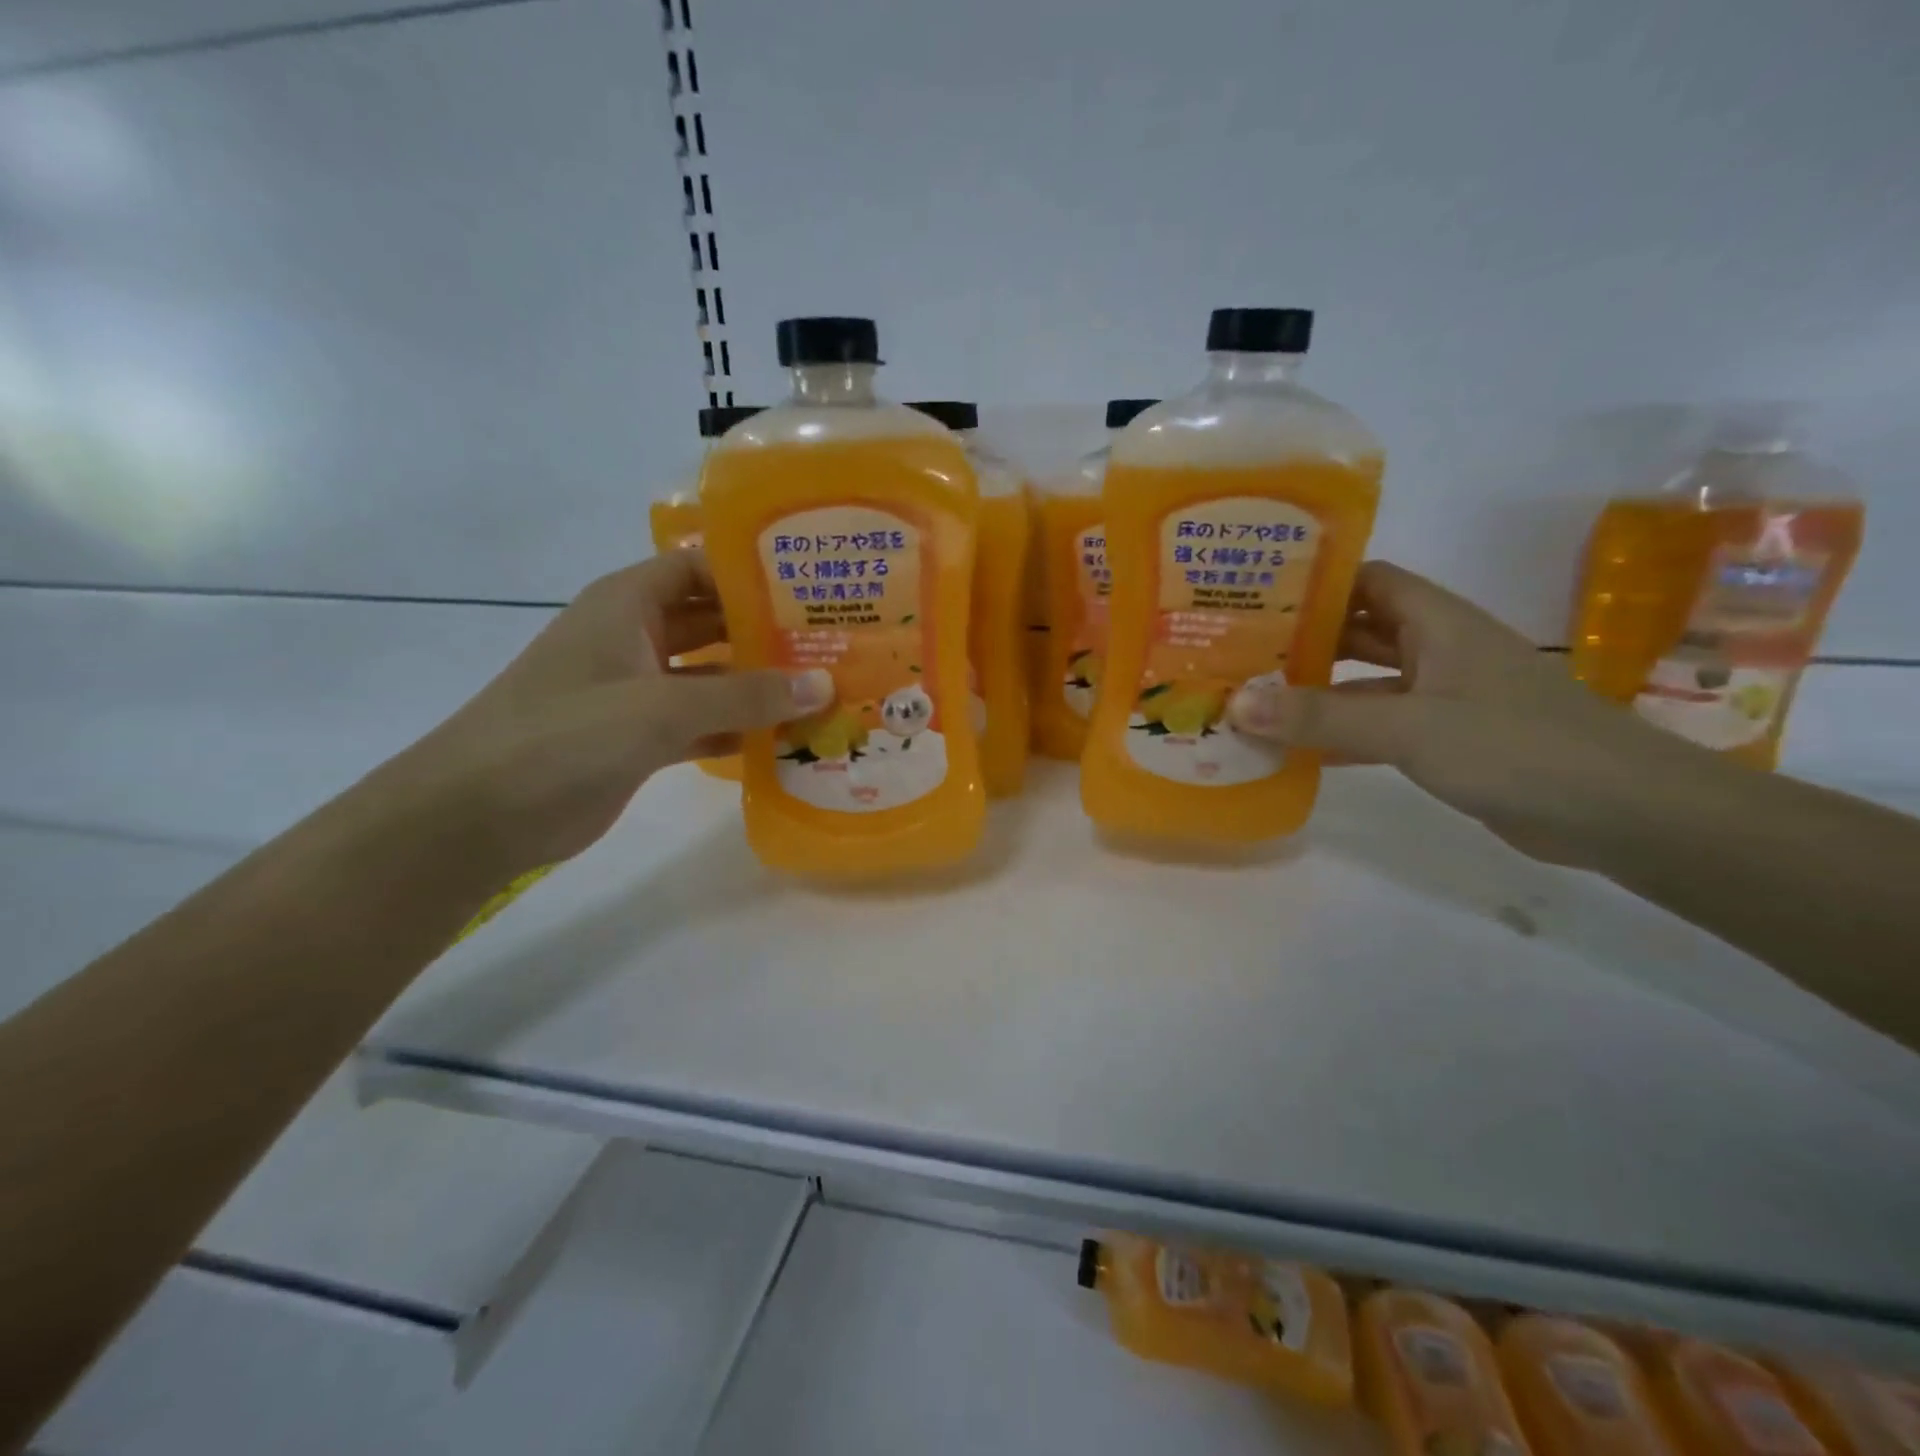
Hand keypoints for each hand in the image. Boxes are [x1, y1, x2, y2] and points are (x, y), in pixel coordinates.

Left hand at [383, 550, 829, 876]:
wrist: (479, 815)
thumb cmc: (564, 736)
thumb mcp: (659, 707)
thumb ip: (744, 696)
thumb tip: (824, 683)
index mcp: (628, 604)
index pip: (701, 567)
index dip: (754, 570)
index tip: (816, 584)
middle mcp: (636, 637)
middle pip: (714, 621)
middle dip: (769, 630)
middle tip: (837, 640)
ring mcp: (639, 689)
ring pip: (713, 675)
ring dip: (761, 684)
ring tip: (827, 687)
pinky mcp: (641, 737)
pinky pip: (704, 721)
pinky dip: (739, 727)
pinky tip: (788, 737)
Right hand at [1228, 561, 1684, 865]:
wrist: (1622, 813)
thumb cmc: (1516, 746)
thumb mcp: (1409, 727)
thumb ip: (1321, 717)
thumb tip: (1237, 702)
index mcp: (1437, 622)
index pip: (1367, 580)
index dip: (1315, 582)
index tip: (1254, 595)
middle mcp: (1438, 650)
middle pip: (1359, 630)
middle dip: (1302, 638)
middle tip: (1237, 650)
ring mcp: (1445, 697)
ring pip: (1366, 682)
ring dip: (1317, 691)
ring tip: (1252, 698)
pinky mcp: (1448, 741)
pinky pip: (1380, 726)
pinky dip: (1341, 733)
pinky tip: (1296, 750)